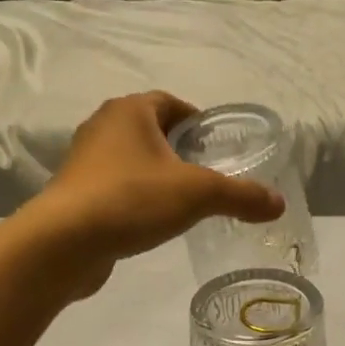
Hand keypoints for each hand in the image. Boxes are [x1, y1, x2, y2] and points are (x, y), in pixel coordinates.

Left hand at [21, 92, 285, 296]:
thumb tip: (279, 203)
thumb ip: (241, 196)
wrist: (65, 243)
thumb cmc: (132, 199)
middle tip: (207, 173)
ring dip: (156, 174)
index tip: (215, 144)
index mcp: (130, 111)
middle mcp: (103, 127)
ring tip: (184, 200)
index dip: (196, 120)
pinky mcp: (76, 194)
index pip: (170, 103)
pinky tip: (153, 221)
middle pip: (150, 130)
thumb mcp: (198, 194)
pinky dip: (136, 197)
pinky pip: (115, 187)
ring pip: (131, 159)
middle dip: (178, 148)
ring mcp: (84, 162)